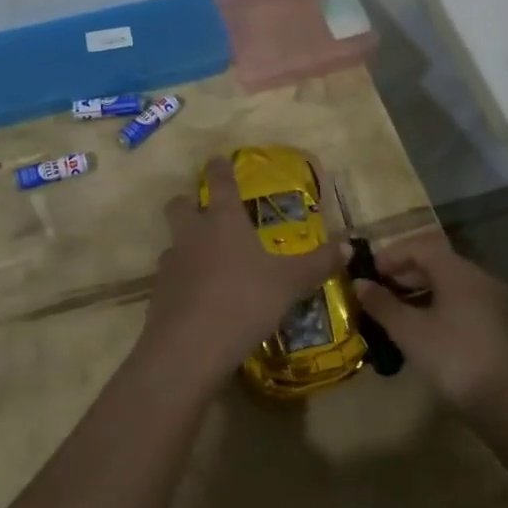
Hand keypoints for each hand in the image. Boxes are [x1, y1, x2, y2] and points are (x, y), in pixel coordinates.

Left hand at [139, 156, 345, 390]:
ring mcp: (170, 264)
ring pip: (174, 243)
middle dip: (189, 203)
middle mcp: (192, 235)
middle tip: (205, 212)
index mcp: (223, 222)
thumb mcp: (289, 284)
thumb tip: (348, 245)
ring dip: (187, 246)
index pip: (220, 183)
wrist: (189, 347)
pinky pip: (171, 278)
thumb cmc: (243, 301)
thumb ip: (317, 264)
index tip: (218, 159)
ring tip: (209, 264)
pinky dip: (184, 282)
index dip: (220, 169)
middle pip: (180, 205)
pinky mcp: (158, 295)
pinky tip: (200, 299)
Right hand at [352, 235, 507, 411]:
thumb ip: (382, 304)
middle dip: (403, 275)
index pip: (419, 247)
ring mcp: (492, 303)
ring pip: (449, 286)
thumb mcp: (409, 331)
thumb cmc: (454, 357)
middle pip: (436, 264)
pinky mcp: (497, 327)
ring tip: (393, 311)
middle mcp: (479, 279)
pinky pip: (461, 304)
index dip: (390, 256)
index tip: (367, 273)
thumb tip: (359, 284)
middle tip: (376, 292)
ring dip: (419, 293)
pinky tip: (420, 329)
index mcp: (458, 272)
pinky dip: (437, 307)